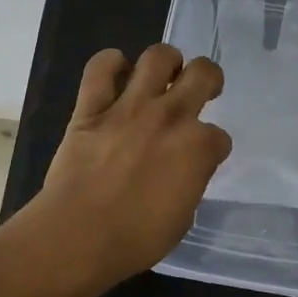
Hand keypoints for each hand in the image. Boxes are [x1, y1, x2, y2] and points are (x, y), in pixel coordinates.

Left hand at [35, 44, 232, 282]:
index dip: (213, 147)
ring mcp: (130, 107)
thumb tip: (184, 171)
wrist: (78, 236)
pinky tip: (117, 69)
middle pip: (203, 73)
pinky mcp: (92, 108)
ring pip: (158, 57)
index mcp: (198, 148)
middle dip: (209, 77)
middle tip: (202, 87)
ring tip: (163, 74)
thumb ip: (189, 182)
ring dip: (167, 61)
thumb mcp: (182, 218)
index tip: (203, 157)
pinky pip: (100, 69)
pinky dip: (110, 63)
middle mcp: (170, 117)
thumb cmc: (135, 239)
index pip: (220, 136)